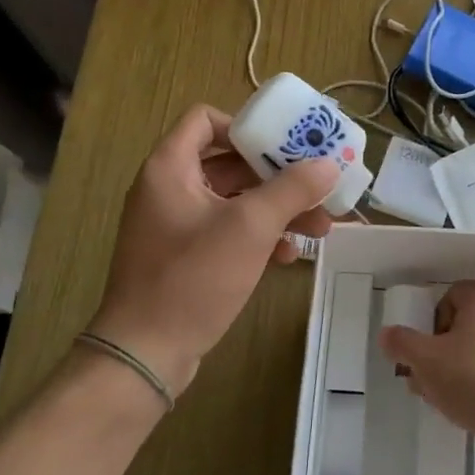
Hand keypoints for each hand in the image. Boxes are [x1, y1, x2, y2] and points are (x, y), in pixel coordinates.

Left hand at [91, 105, 335, 397]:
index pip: (206, 120)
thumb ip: (292, 190)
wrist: (146, 353)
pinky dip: (257, 236)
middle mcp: (168, 188)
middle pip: (229, 163)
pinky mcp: (183, 257)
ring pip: (233, 201)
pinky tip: (286, 257)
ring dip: (275, 210)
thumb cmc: (194, 278)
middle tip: (317, 188)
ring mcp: (174, 225)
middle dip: (277, 177)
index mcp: (170, 167)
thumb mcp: (250, 227)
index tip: (284, 146)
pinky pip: (226, 231)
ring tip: (318, 229)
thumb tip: (328, 165)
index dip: (246, 127)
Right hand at [378, 280, 474, 447]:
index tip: (427, 357)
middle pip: (467, 322)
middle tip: (432, 380)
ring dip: (465, 363)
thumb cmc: (473, 382)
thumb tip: (387, 334)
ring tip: (452, 397)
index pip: (447, 299)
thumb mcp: (425, 362)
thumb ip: (401, 343)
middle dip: (446, 349)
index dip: (432, 328)